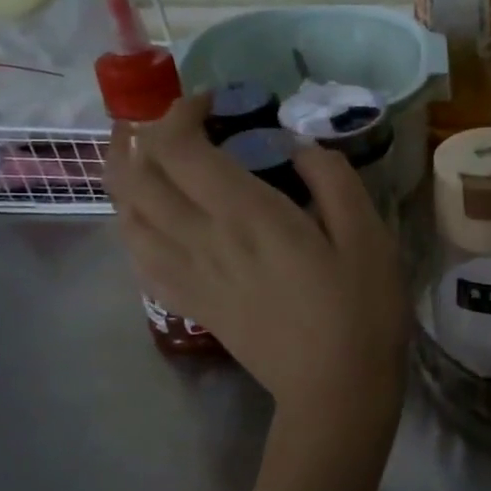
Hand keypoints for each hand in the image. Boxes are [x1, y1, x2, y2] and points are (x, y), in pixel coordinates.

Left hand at [106, 95, 408, 436]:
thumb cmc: (361, 308)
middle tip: (166, 117)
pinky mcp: (190, 302)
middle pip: (136, 175)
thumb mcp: (367, 234)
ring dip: (123, 174)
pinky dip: (129, 223)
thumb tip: (297, 144)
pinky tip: (146, 215)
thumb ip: (332, 177)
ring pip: (125, 215)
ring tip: (141, 153)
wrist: (336, 388)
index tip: (212, 101)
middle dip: (137, 133)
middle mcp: (203, 240)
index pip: (177, 148)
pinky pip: (136, 256)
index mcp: (247, 216)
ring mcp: (189, 275)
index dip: (179, 111)